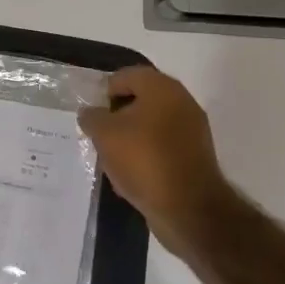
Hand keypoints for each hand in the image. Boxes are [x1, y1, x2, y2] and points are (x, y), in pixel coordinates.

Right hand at [79, 66, 233, 243]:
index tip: (91, 113)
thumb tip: (90, 112)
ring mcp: (192, 130)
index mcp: (162, 88)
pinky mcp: (195, 156)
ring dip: (130, 137)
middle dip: (117, 115)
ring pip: (151, 125)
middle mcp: (182, 102)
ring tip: (111, 157)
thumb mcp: (105, 134)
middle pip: (141, 100)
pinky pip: (163, 147)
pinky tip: (131, 174)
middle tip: (98, 134)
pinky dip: (146, 155)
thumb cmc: (144, 160)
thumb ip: (92, 117)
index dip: (104, 91)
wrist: (188, 207)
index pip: (127, 75)